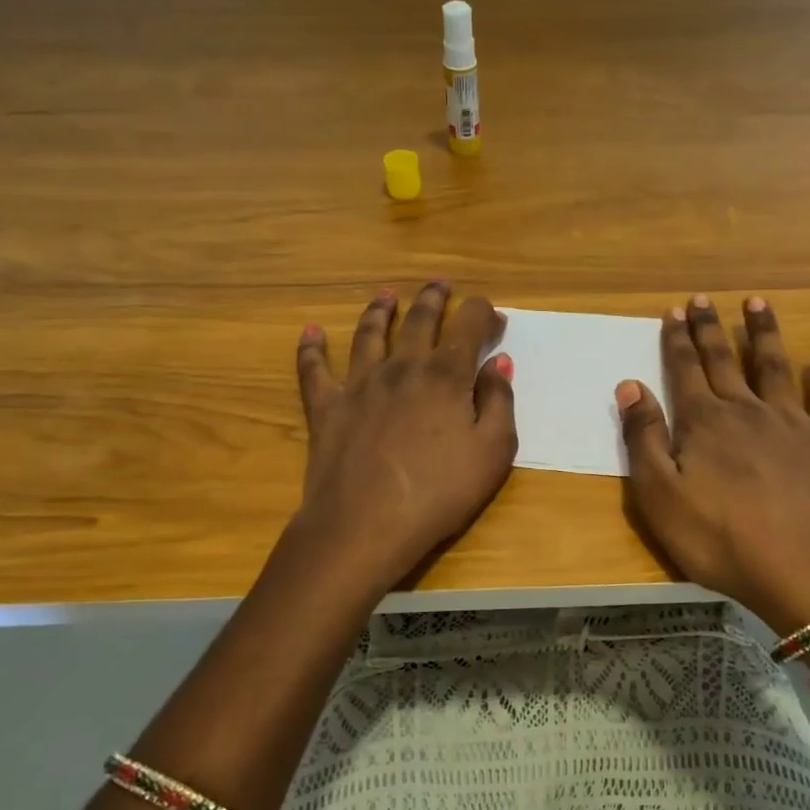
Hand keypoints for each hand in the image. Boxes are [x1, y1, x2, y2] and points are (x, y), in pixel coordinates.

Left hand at [292, 281, 516, 589]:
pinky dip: (311, 348)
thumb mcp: (492, 453)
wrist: (365, 525)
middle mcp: (402, 367)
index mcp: (445, 375)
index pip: (469, 326)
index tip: (495, 319)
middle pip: (419, 320)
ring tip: (386, 295)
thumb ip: (499, 403)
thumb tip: (499, 363)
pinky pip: (314, 369)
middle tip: (440, 284)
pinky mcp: (326, 407)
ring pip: (369, 334)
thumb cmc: (439, 493)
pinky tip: (310, 332)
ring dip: (379, 310)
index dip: (484, 314)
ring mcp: (359, 384)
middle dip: (434, 299)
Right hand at [617, 295, 809, 632]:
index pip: (685, 369)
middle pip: (724, 359)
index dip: (677, 340)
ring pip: (775, 366)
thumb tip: (629, 384)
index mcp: (704, 422)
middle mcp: (747, 410)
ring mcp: (792, 423)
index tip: (673, 310)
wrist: (803, 569)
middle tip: (702, 298)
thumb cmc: (720, 537)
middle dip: (710, 328)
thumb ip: (643, 437)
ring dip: (764, 332)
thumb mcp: (660, 495)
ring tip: (757, 302)